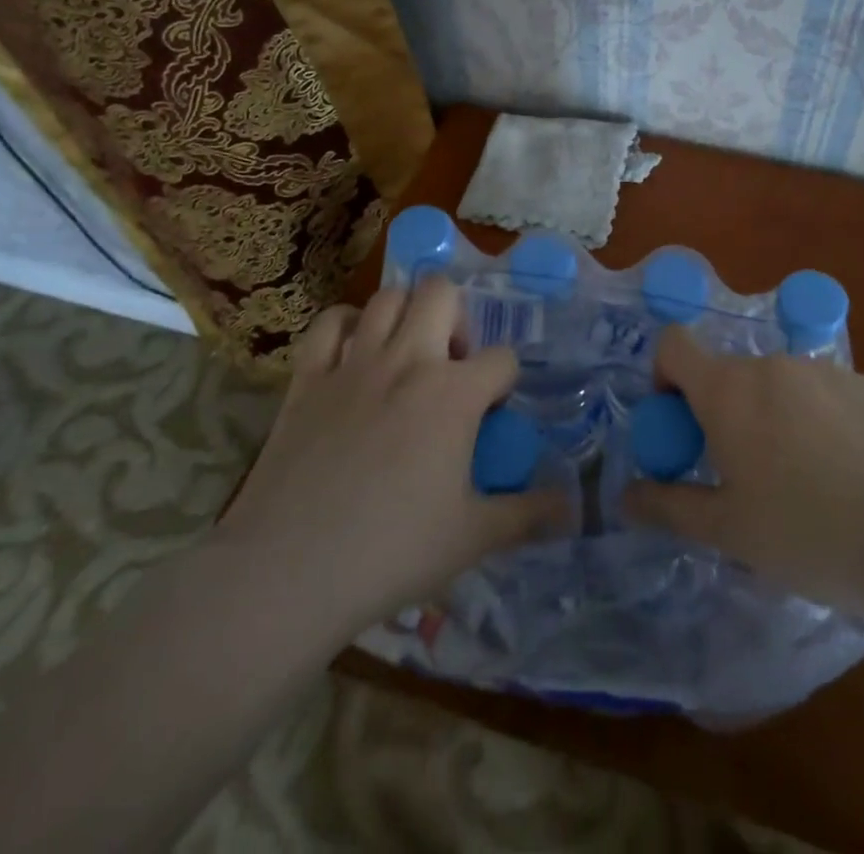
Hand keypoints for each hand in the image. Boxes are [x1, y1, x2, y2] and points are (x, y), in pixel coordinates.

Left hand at [213, 278, 560, 640]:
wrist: (291, 569)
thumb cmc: (393, 551)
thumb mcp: (473, 537)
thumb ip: (527, 514)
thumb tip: (572, 506)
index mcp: (454, 393)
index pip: (502, 358)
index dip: (505, 382)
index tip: (493, 413)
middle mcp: (409, 360)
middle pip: (442, 293)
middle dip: (457, 317)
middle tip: (451, 363)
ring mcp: (354, 363)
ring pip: (387, 297)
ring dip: (406, 314)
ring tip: (407, 354)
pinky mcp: (308, 377)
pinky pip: (329, 323)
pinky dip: (347, 325)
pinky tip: (354, 352)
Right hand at [624, 327, 863, 616]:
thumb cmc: (807, 534)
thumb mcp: (728, 530)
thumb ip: (669, 506)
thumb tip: (626, 497)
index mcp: (728, 389)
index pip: (674, 345)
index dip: (665, 375)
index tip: (681, 424)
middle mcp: (772, 364)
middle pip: (728, 373)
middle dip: (723, 412)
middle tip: (743, 473)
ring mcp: (825, 370)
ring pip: (777, 385)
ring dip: (771, 416)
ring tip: (802, 480)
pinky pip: (823, 393)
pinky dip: (818, 420)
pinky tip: (847, 473)